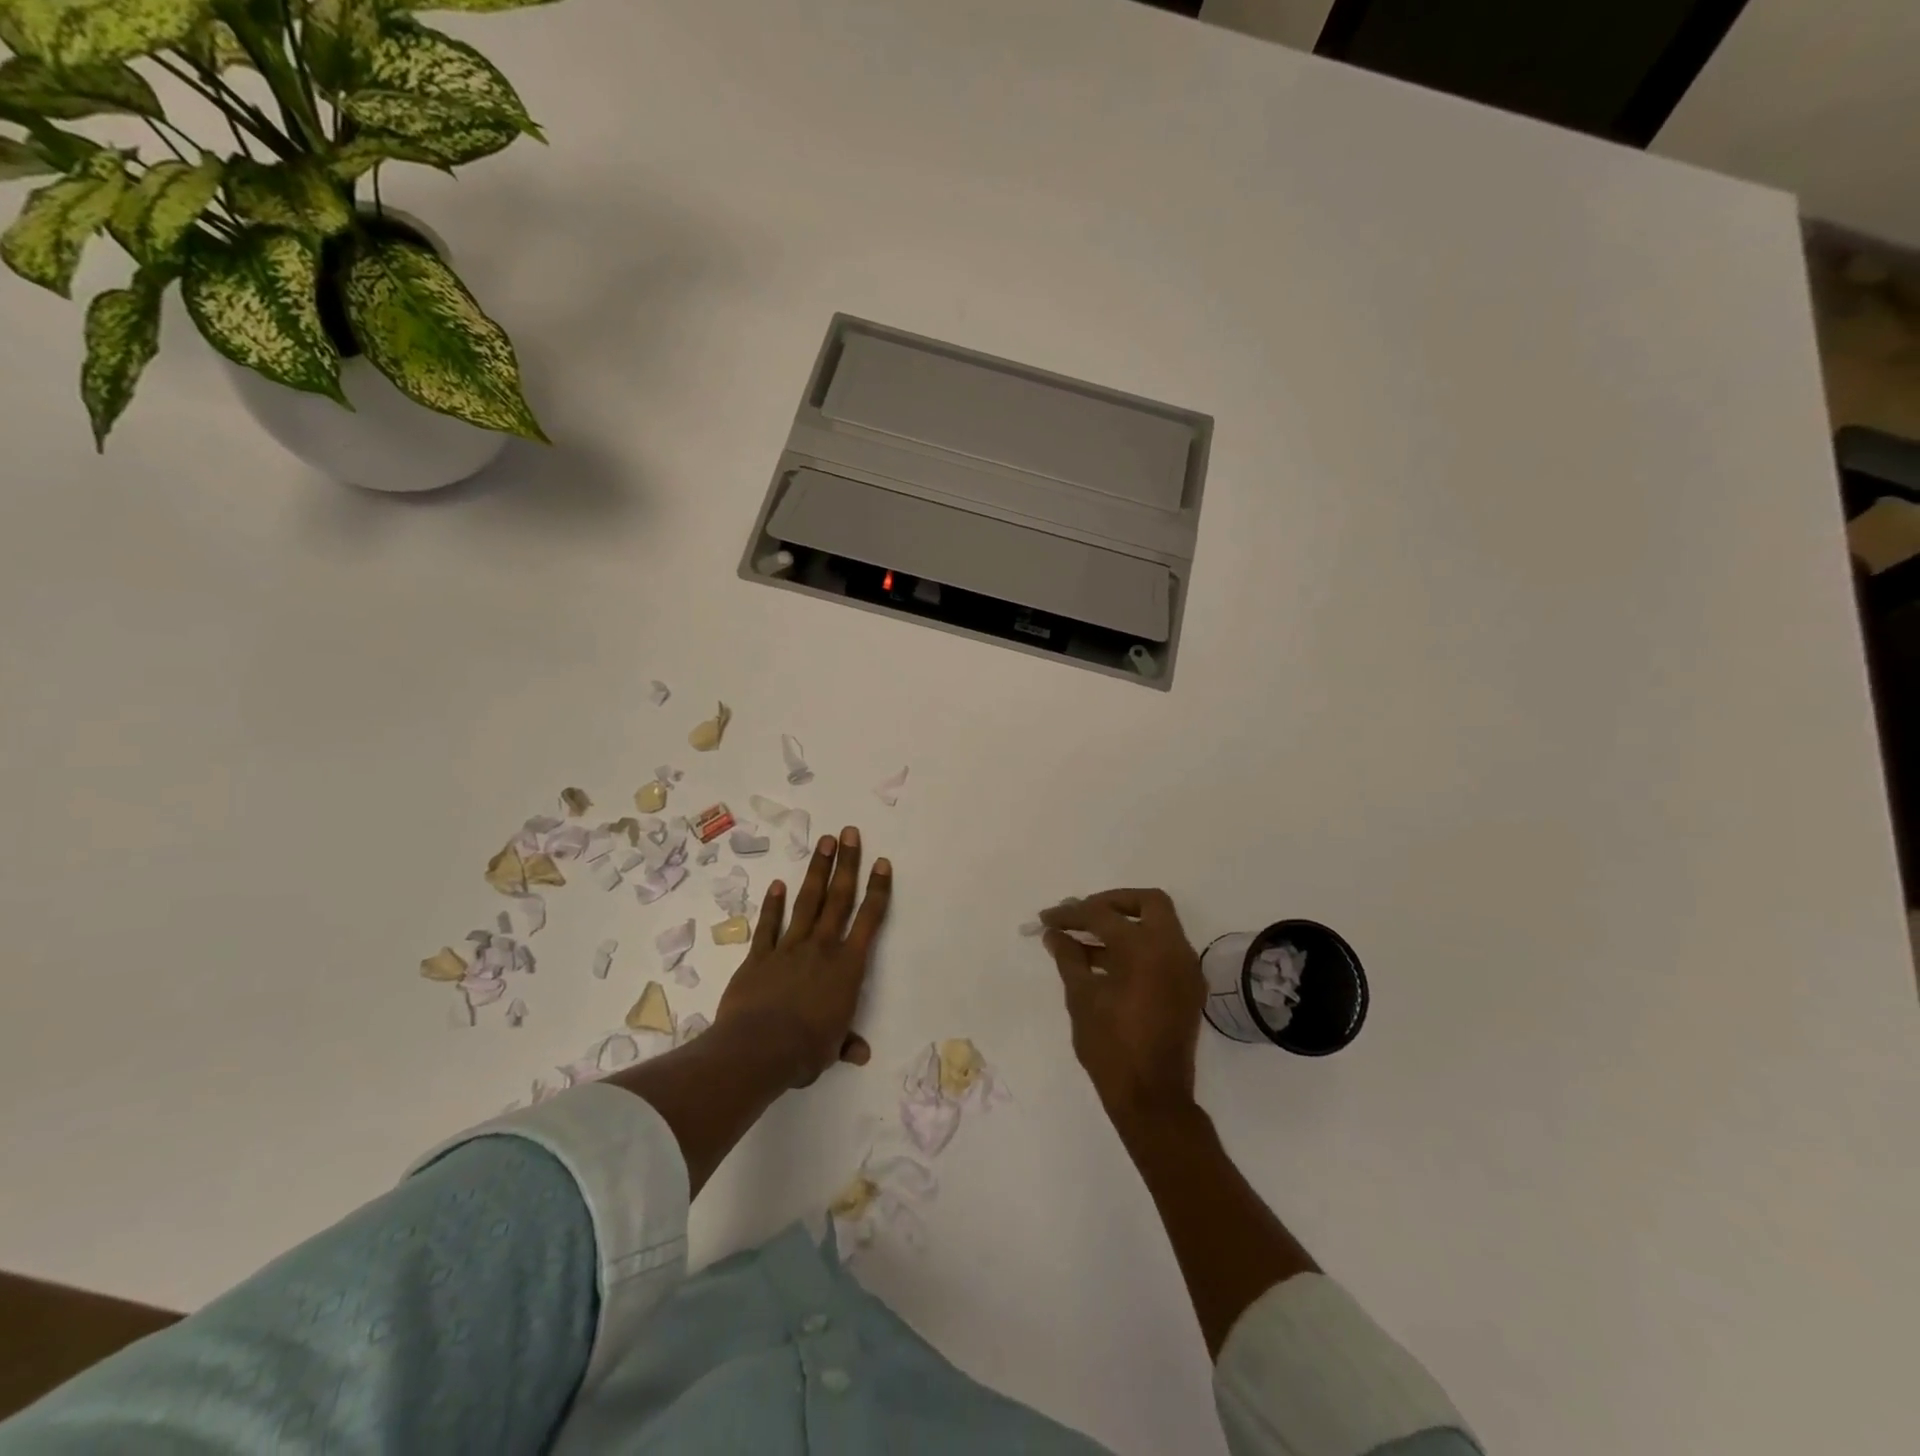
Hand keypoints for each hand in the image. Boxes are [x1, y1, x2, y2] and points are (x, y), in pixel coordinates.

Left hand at [715, 826, 891, 1086]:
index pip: (869, 920)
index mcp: (848, 967)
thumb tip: (861, 1053)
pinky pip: (769, 925)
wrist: (758, 1049)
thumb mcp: (833, 1049)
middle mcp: (822, 948)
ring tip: (823, 842)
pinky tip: (777, 884)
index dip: (878, 889)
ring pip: (807, 902)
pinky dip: (773, 905)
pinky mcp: (760, 956)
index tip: (882, 862)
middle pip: (838, 898)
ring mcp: (789, 948)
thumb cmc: (805, 1049)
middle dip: (846, 864)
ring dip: (817, 871)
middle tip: (849, 833)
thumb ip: (846, 1042)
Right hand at [1040, 889, 1205, 1123]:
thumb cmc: (1112, 1047)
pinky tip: (1105, 963)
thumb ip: (1069, 957)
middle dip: (1112, 903)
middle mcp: (1174, 950)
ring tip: (1083, 940)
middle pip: (1148, 903)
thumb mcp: (1082, 997)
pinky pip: (1163, 952)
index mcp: (1146, 948)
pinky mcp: (1188, 989)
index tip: (1047, 919)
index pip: (1103, 915)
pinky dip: (1138, 948)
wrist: (1153, 1099)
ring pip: (1158, 926)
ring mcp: (1186, 969)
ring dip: (1124, 926)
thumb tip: (1055, 934)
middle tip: (1082, 914)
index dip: (1071, 914)